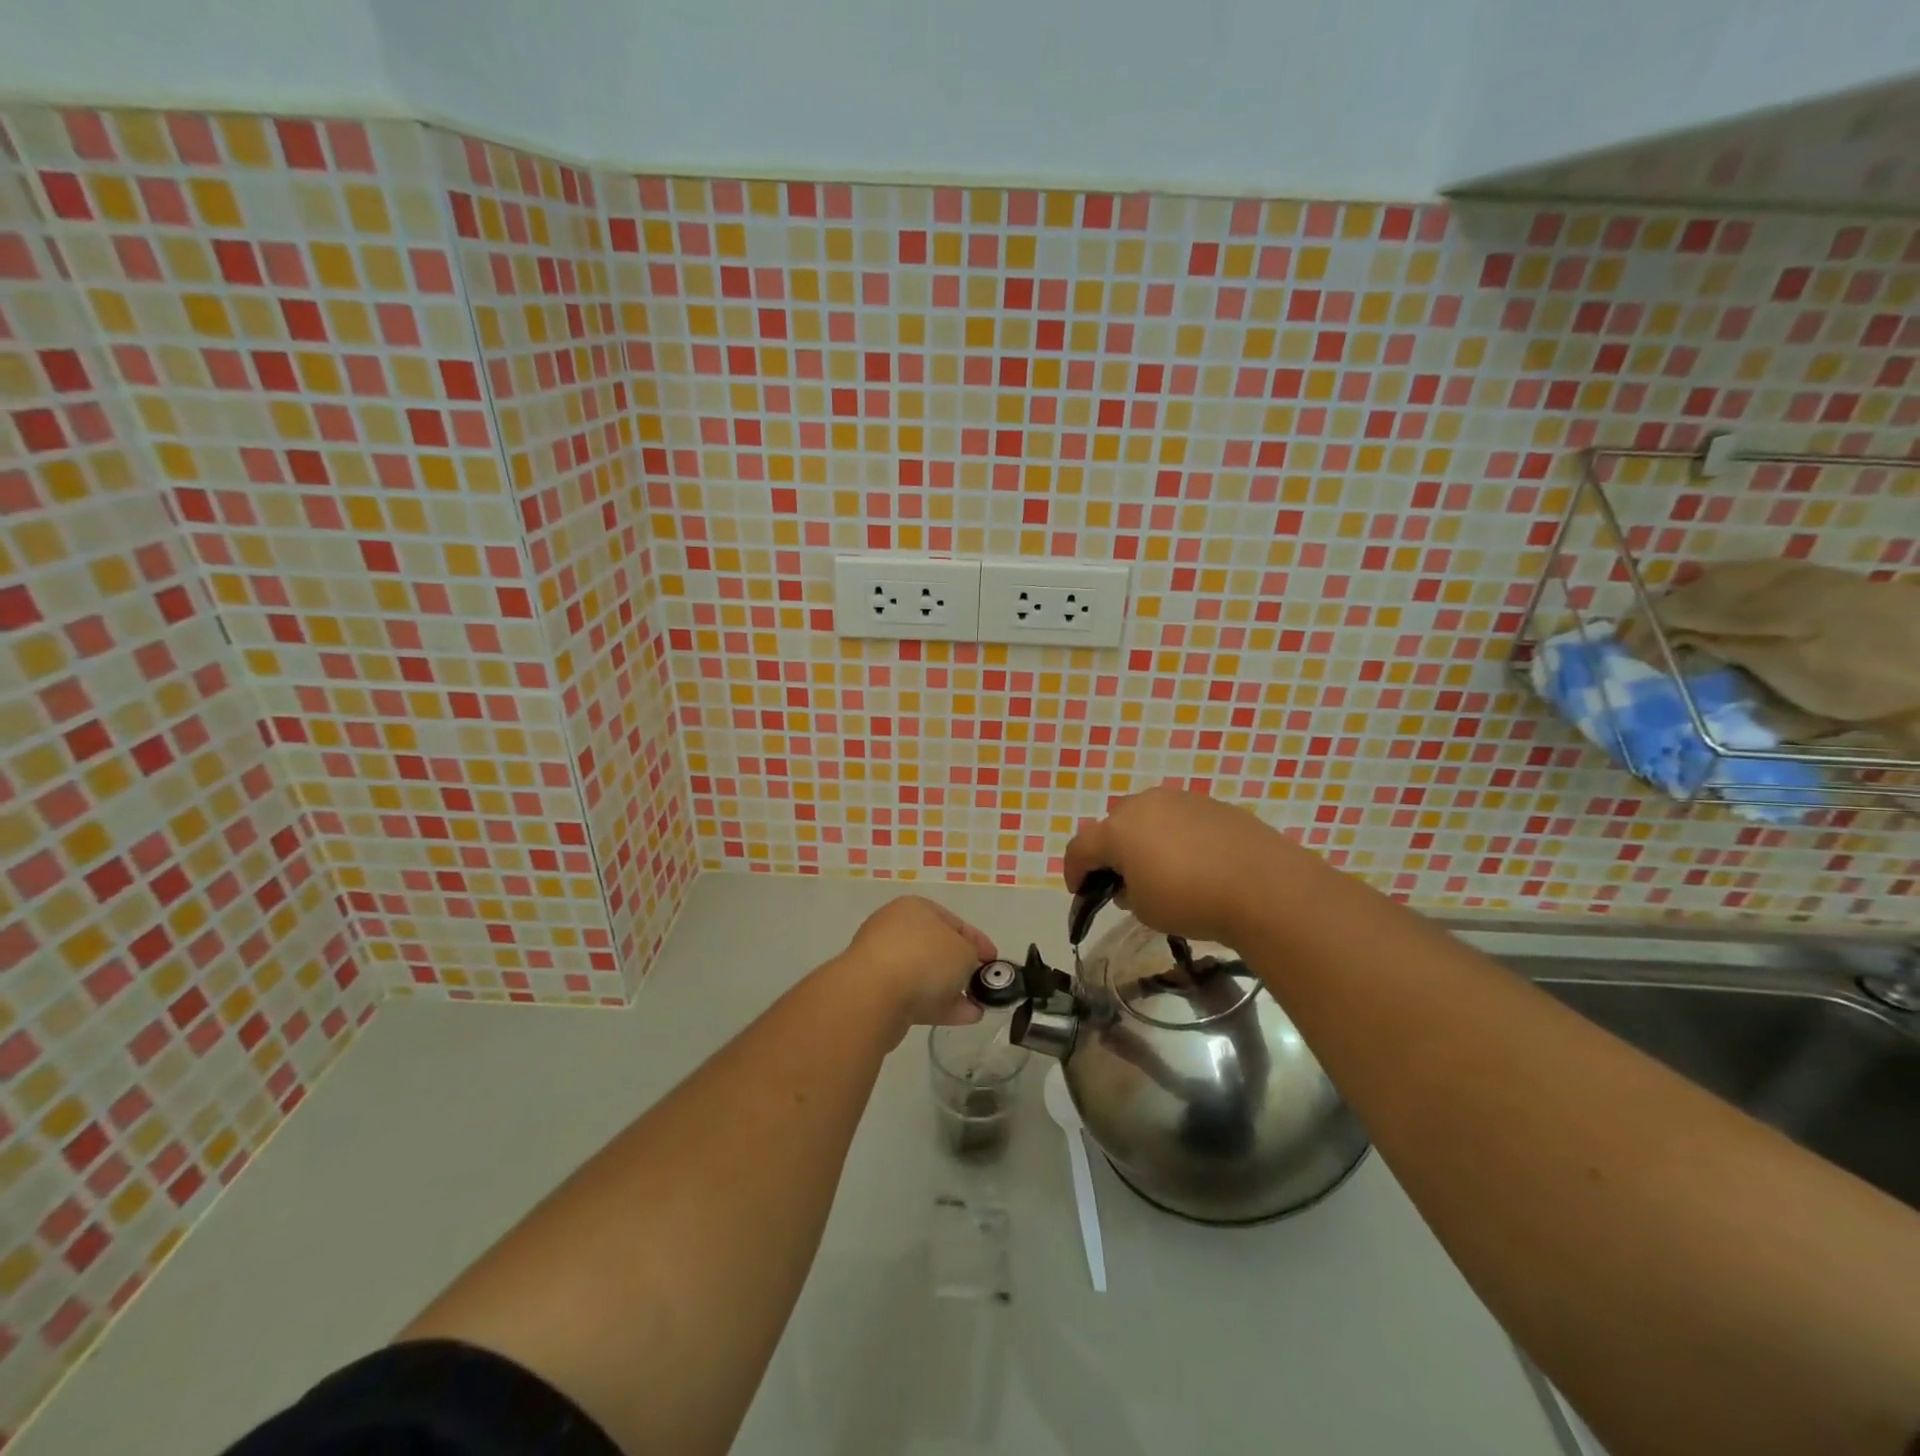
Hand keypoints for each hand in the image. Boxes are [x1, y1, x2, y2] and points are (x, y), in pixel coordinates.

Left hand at [835, 896, 997, 1034]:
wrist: (872, 995)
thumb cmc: (924, 958)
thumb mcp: (964, 951)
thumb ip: (972, 956)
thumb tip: (967, 965)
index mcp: (915, 909)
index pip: (955, 922)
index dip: (979, 941)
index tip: (995, 962)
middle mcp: (896, 929)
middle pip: (938, 948)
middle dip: (963, 968)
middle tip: (983, 985)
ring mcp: (884, 962)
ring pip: (926, 975)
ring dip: (953, 990)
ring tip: (978, 1008)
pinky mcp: (878, 993)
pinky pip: (916, 996)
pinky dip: (939, 1005)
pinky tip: (965, 1017)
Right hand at [1063, 788, 1312, 945]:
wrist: (1264, 886)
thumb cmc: (1190, 899)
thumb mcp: (1144, 909)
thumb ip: (1126, 892)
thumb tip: (1131, 882)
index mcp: (1118, 828)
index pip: (1080, 847)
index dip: (1074, 871)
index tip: (1078, 893)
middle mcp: (1145, 804)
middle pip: (1113, 824)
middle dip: (1111, 850)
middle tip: (1122, 879)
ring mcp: (1181, 799)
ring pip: (1149, 816)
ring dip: (1144, 840)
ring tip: (1160, 870)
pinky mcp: (1213, 805)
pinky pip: (1181, 819)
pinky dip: (1177, 837)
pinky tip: (1195, 863)